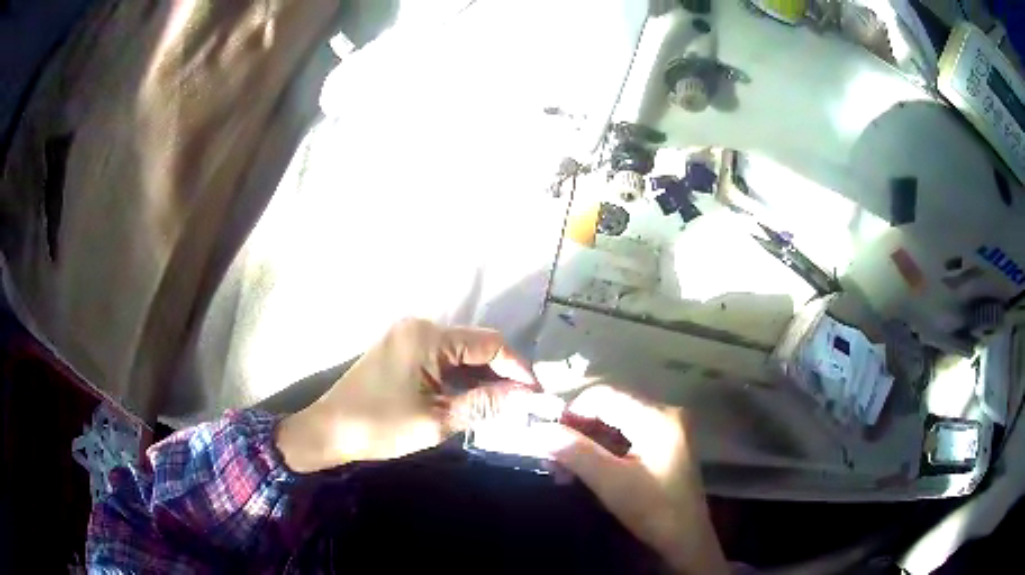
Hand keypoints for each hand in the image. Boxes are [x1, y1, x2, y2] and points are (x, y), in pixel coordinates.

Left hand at [276, 318, 537, 472]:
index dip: (518, 368)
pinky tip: (473, 396)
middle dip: (502, 372)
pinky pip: (442, 357)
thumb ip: (484, 404)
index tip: (536, 396)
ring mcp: (408, 336)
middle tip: (522, 403)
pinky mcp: (401, 349)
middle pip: (476, 344)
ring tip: (503, 404)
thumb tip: (526, 397)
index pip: (490, 343)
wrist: (328, 430)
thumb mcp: (437, 420)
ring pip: (461, 351)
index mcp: (428, 337)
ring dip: (482, 375)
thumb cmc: (379, 427)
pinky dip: (461, 375)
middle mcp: (420, 326)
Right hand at [533, 385, 728, 574]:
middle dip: (577, 430)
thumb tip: (537, 429)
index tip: (546, 436)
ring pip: (616, 423)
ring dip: (587, 442)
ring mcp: (668, 429)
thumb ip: (574, 451)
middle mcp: (666, 413)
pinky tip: (585, 470)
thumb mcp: (610, 482)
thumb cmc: (652, 510)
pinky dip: (603, 450)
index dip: (571, 410)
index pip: (604, 395)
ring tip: (562, 469)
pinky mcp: (666, 445)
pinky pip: (627, 436)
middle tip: (551, 456)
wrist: (686, 540)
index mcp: (657, 416)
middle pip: (610, 407)